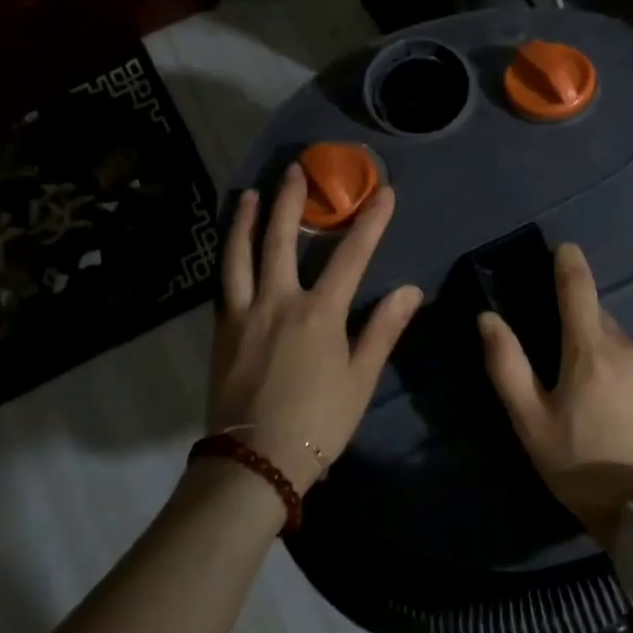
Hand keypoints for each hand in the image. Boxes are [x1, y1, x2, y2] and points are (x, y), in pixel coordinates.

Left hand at [209, 162, 422, 491]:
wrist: (254, 462)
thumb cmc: (317, 423)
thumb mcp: (360, 379)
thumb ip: (383, 330)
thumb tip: (410, 290)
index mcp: (319, 313)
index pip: (351, 255)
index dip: (370, 221)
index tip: (383, 192)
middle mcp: (278, 301)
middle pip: (282, 240)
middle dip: (291, 201)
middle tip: (295, 170)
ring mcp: (244, 314)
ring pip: (241, 255)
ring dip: (246, 220)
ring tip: (250, 194)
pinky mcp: (222, 331)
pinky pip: (224, 284)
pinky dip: (229, 258)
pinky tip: (231, 249)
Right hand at [479, 243, 632, 549]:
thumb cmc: (580, 466)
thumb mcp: (531, 422)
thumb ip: (507, 365)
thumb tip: (488, 318)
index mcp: (591, 351)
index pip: (579, 289)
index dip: (569, 264)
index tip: (565, 248)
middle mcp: (630, 347)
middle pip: (599, 322)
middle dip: (582, 333)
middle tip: (568, 372)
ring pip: (623, 346)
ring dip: (608, 358)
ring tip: (600, 402)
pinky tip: (628, 411)